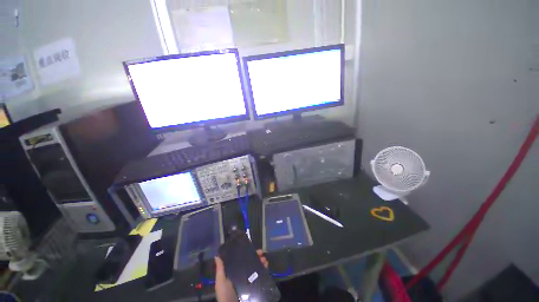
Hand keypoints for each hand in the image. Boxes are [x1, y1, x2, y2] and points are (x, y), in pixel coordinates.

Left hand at [214, 250, 268, 301]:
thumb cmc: (225, 294)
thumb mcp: (221, 282)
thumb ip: (220, 269)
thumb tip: (217, 255)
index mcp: (235, 273)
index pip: (242, 260)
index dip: (247, 253)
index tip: (252, 248)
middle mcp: (243, 275)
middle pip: (251, 263)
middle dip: (257, 256)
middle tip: (261, 253)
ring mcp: (250, 281)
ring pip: (257, 268)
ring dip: (262, 262)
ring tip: (265, 260)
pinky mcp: (256, 287)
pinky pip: (262, 277)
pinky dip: (265, 270)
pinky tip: (266, 266)